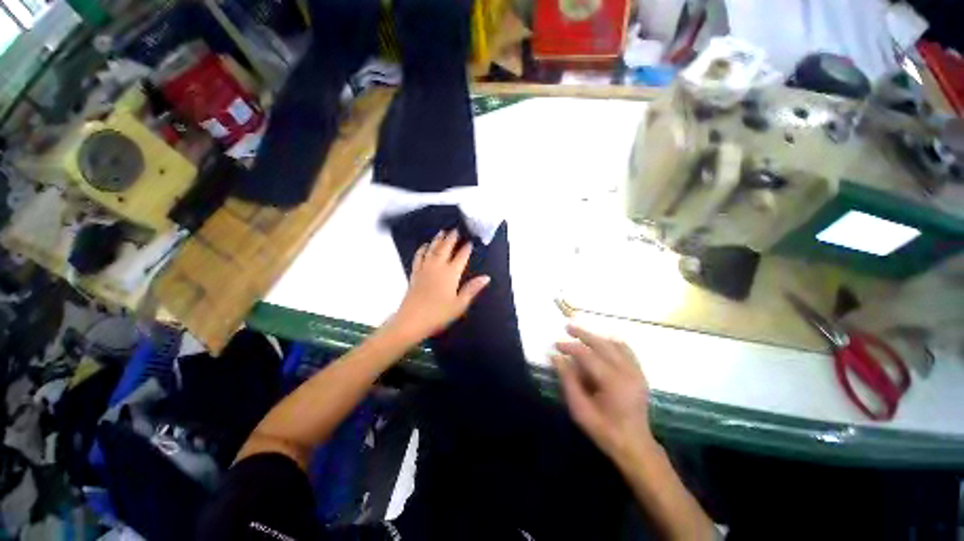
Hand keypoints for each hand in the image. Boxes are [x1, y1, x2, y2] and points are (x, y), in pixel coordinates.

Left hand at [389, 229, 489, 342]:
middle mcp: (438, 267)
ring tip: (442, 231)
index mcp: (451, 274)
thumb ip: (472, 289)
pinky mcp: (415, 274)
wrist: (412, 321)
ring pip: (432, 249)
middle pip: (445, 248)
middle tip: (455, 229)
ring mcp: (425, 269)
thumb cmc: (438, 314)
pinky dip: (422, 249)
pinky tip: (424, 246)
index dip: (466, 249)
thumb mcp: (460, 304)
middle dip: (451, 238)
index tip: (470, 242)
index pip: (461, 257)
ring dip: (437, 240)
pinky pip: (418, 257)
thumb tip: (486, 277)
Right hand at [554, 325, 655, 466]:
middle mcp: (627, 372)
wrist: (635, 445)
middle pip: (603, 343)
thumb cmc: (604, 430)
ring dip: (597, 335)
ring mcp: (636, 371)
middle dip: (583, 333)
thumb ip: (568, 381)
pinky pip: (626, 349)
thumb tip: (556, 357)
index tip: (556, 344)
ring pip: (615, 343)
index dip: (570, 347)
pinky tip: (601, 340)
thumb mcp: (580, 410)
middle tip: (567, 326)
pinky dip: (611, 341)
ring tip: (581, 332)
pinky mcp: (640, 372)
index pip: (587, 355)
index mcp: (613, 382)